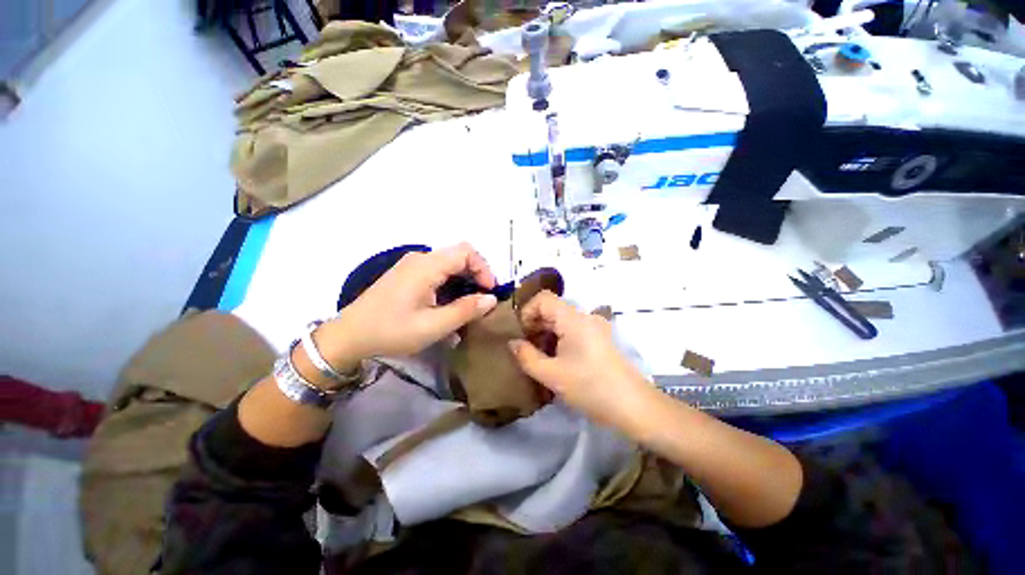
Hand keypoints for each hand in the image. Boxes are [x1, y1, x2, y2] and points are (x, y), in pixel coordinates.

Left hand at [317, 243, 497, 365]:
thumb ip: (465, 310)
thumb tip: (492, 299)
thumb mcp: (433, 326)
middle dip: (476, 275)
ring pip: (449, 264)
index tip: (489, 292)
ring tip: (469, 305)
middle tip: (482, 300)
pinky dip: (451, 283)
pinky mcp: (407, 274)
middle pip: (459, 255)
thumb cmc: (391, 331)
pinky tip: (449, 304)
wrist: (349, 336)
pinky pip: (437, 271)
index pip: (467, 252)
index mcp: (427, 266)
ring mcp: (412, 265)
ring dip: (464, 280)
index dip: (484, 268)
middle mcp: (420, 258)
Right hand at [508, 291, 654, 430]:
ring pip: (562, 321)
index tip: (519, 335)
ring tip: (537, 358)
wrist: (634, 407)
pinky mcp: (600, 339)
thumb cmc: (590, 387)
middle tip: (524, 349)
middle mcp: (585, 316)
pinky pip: (573, 331)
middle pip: (552, 309)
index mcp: (573, 319)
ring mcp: (595, 327)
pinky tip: (555, 361)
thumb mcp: (551, 375)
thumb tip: (513, 343)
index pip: (543, 298)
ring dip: (546, 334)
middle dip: (534, 326)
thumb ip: (526, 356)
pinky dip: (559, 340)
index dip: (526, 312)